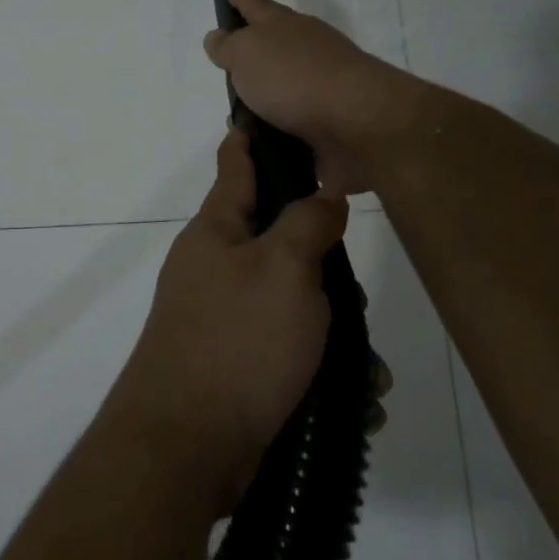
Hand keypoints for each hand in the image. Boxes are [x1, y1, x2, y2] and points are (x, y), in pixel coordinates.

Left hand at [103, 127, 348, 511]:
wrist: (187, 445)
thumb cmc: (237, 341)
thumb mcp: (284, 269)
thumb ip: (307, 225)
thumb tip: (322, 197)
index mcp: (216, 233)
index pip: (235, 167)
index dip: (249, 140)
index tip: (260, 114)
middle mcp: (214, 271)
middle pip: (277, 244)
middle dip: (323, 267)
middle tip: (356, 288)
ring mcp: (221, 322)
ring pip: (293, 309)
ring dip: (335, 337)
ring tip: (371, 373)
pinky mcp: (235, 371)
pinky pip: (289, 358)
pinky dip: (323, 377)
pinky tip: (356, 404)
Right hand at [202, 0, 418, 194]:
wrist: (357, 123)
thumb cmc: (294, 78)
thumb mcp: (246, 53)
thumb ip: (228, 46)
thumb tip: (219, 37)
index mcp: (285, 27)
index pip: (256, 6)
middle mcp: (306, 52)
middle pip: (275, 47)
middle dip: (253, 54)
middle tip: (228, 64)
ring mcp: (321, 88)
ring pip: (283, 90)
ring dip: (263, 102)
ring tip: (236, 118)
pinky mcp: (329, 126)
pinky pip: (292, 126)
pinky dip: (276, 132)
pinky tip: (259, 145)